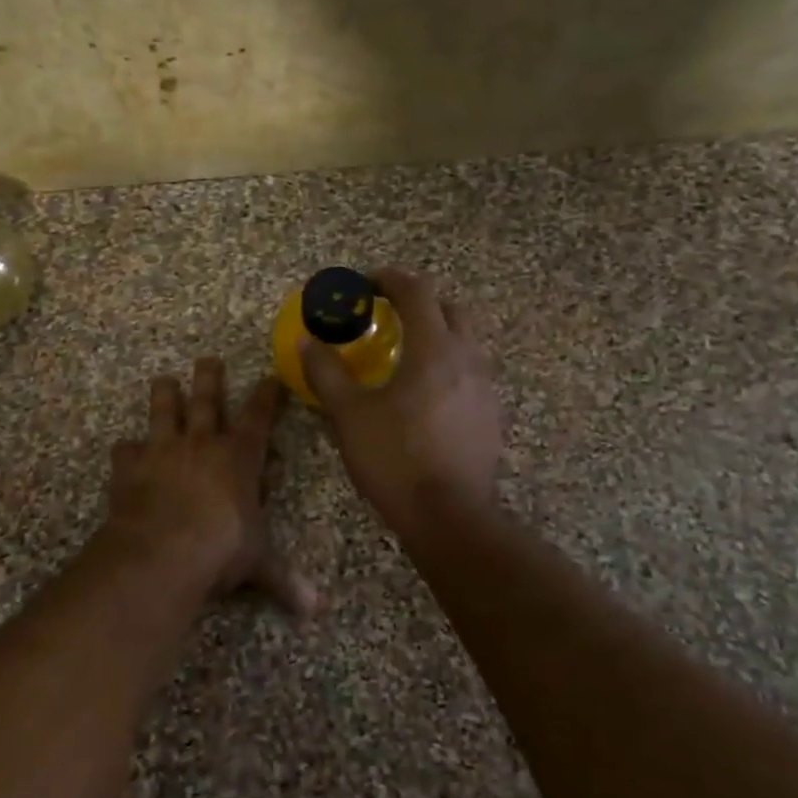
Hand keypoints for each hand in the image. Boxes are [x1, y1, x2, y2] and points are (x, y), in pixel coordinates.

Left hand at [103, 359, 316, 615]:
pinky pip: (126, 451)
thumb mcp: (258, 563)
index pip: (259, 417)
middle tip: (208, 358)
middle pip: (207, 401)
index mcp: (239, 457)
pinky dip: (126, 450)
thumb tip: (317, 610)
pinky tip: (124, 449)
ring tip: (163, 380)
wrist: (162, 549)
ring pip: (164, 411)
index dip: (268, 396)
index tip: (272, 377)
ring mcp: (162, 451)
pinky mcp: (130, 467)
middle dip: (210, 378)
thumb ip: (284, 580)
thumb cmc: (220, 548)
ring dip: (165, 395)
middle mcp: (201, 444)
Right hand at [302, 268, 501, 537]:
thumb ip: (327, 372)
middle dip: (418, 301)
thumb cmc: (395, 459)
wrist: (449, 517)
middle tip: (387, 312)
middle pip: (449, 308)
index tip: (366, 283)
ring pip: (465, 340)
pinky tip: (425, 391)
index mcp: (434, 349)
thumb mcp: (349, 415)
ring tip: (405, 350)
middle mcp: (467, 359)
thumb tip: (307, 341)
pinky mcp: (491, 414)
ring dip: (436, 331)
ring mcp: (485, 387)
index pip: (417, 292)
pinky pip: (470, 371)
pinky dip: (447, 363)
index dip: (390, 279)